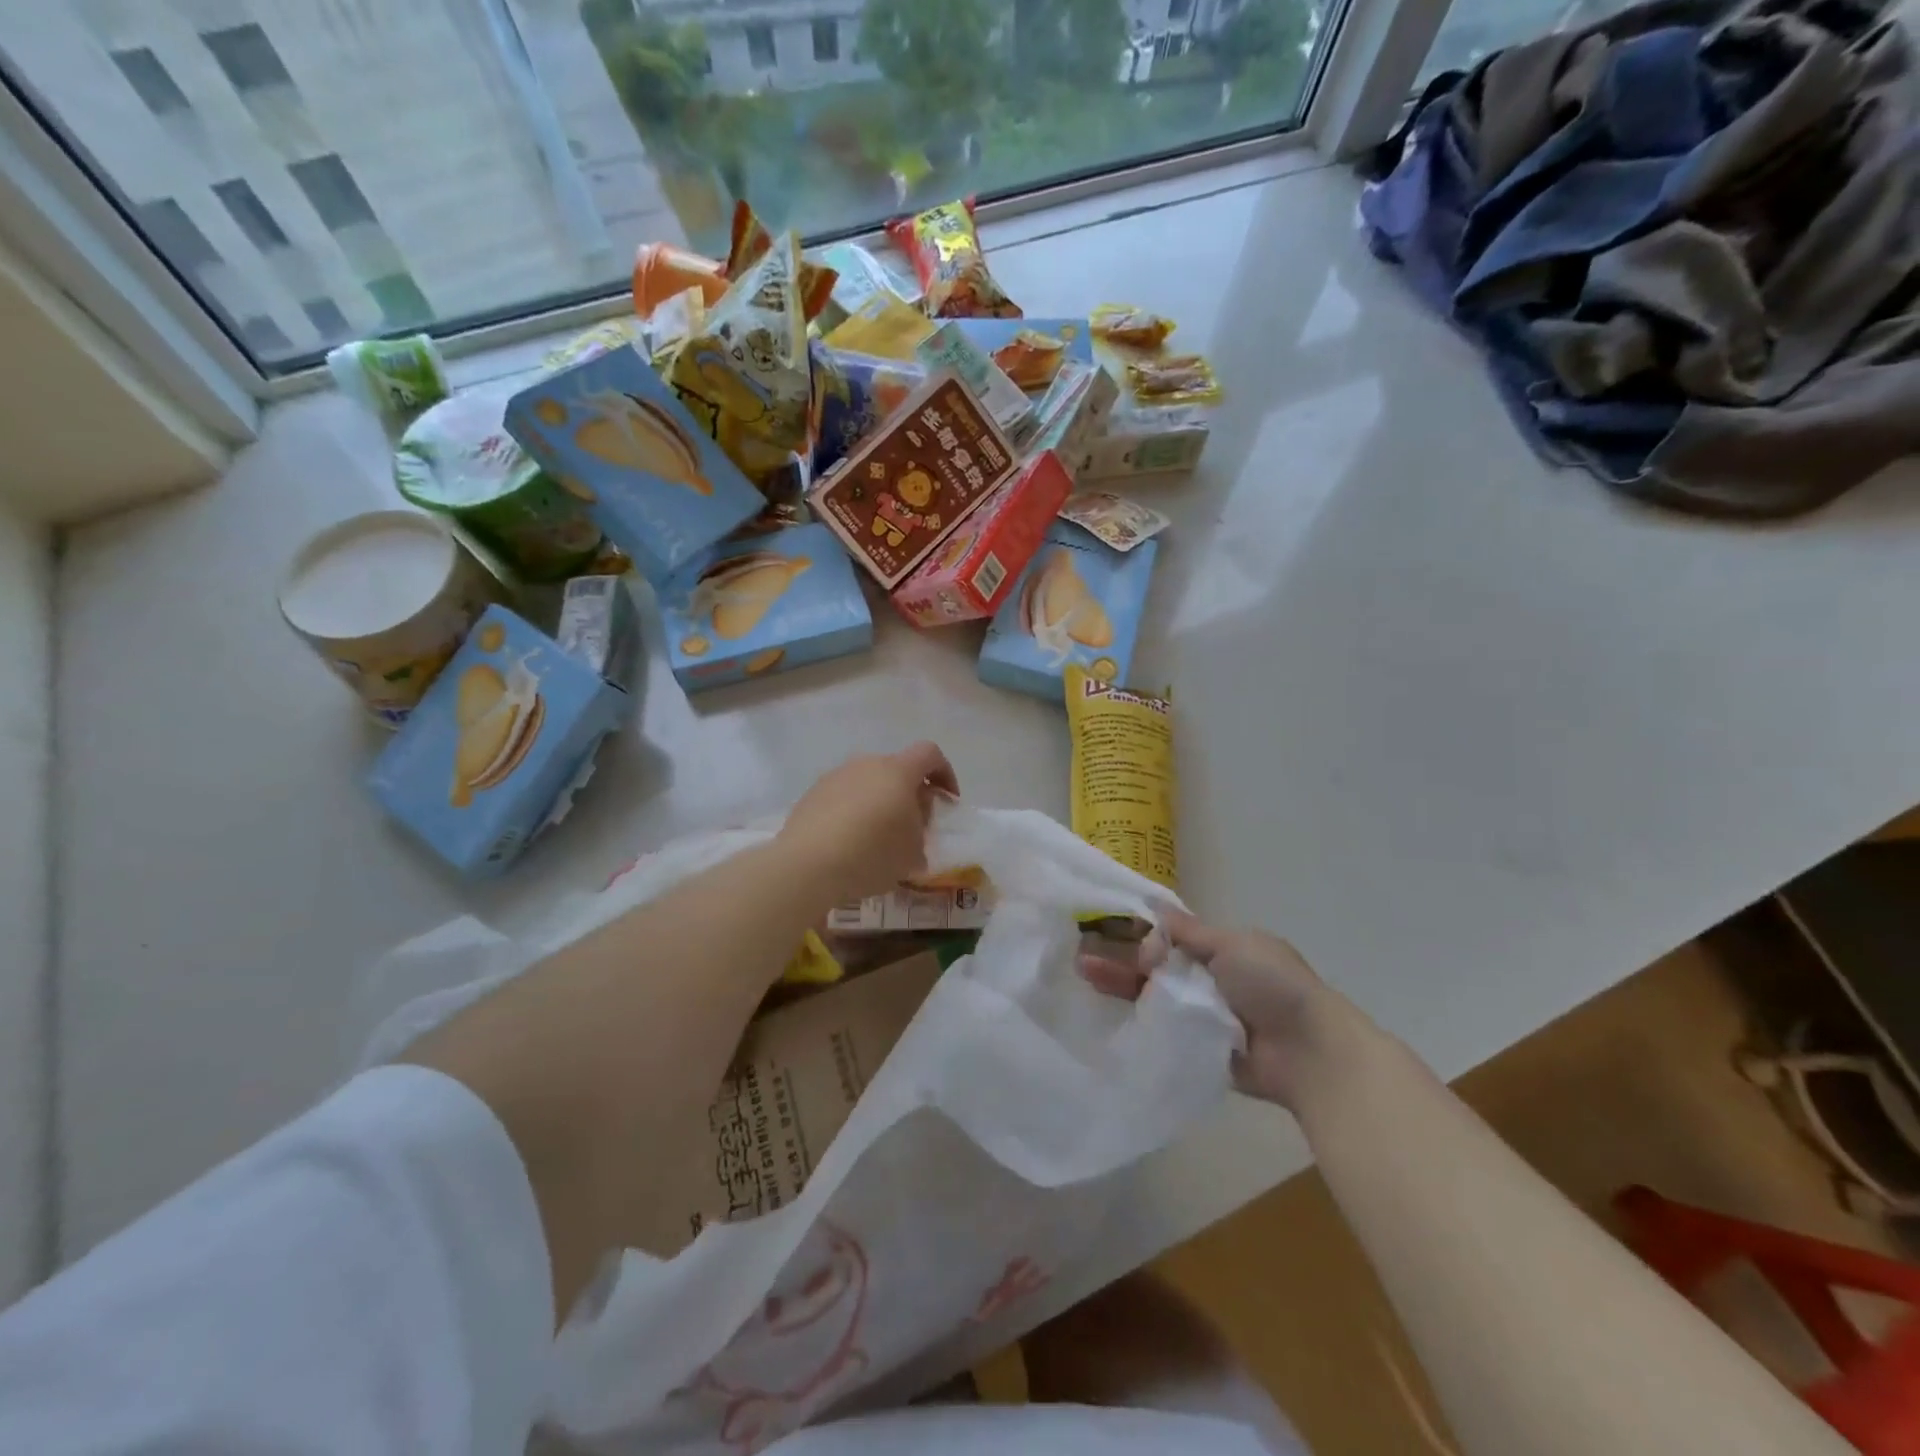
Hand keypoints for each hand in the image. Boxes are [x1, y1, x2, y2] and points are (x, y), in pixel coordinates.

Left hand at [778, 742, 958, 905]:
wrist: (806, 866)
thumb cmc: (871, 855)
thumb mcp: (912, 852)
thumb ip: (921, 831)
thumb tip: (913, 823)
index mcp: (897, 771)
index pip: (930, 754)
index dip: (945, 773)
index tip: (947, 800)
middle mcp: (865, 764)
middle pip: (896, 769)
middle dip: (909, 793)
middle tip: (913, 826)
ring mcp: (835, 776)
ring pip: (867, 782)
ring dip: (879, 803)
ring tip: (878, 838)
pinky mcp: (811, 795)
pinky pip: (843, 797)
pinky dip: (853, 812)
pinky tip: (849, 843)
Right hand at [1080, 911, 1346, 1111]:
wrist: (1310, 1053)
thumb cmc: (1273, 986)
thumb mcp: (1231, 946)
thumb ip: (1188, 933)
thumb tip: (1153, 908)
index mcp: (1224, 951)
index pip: (1171, 939)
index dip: (1140, 935)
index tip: (1106, 932)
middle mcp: (1212, 981)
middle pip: (1157, 969)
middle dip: (1122, 963)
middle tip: (1082, 960)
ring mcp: (1206, 1017)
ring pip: (1157, 999)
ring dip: (1123, 988)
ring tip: (1085, 979)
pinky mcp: (1203, 1051)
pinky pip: (1167, 1034)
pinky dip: (1141, 1024)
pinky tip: (1107, 1017)